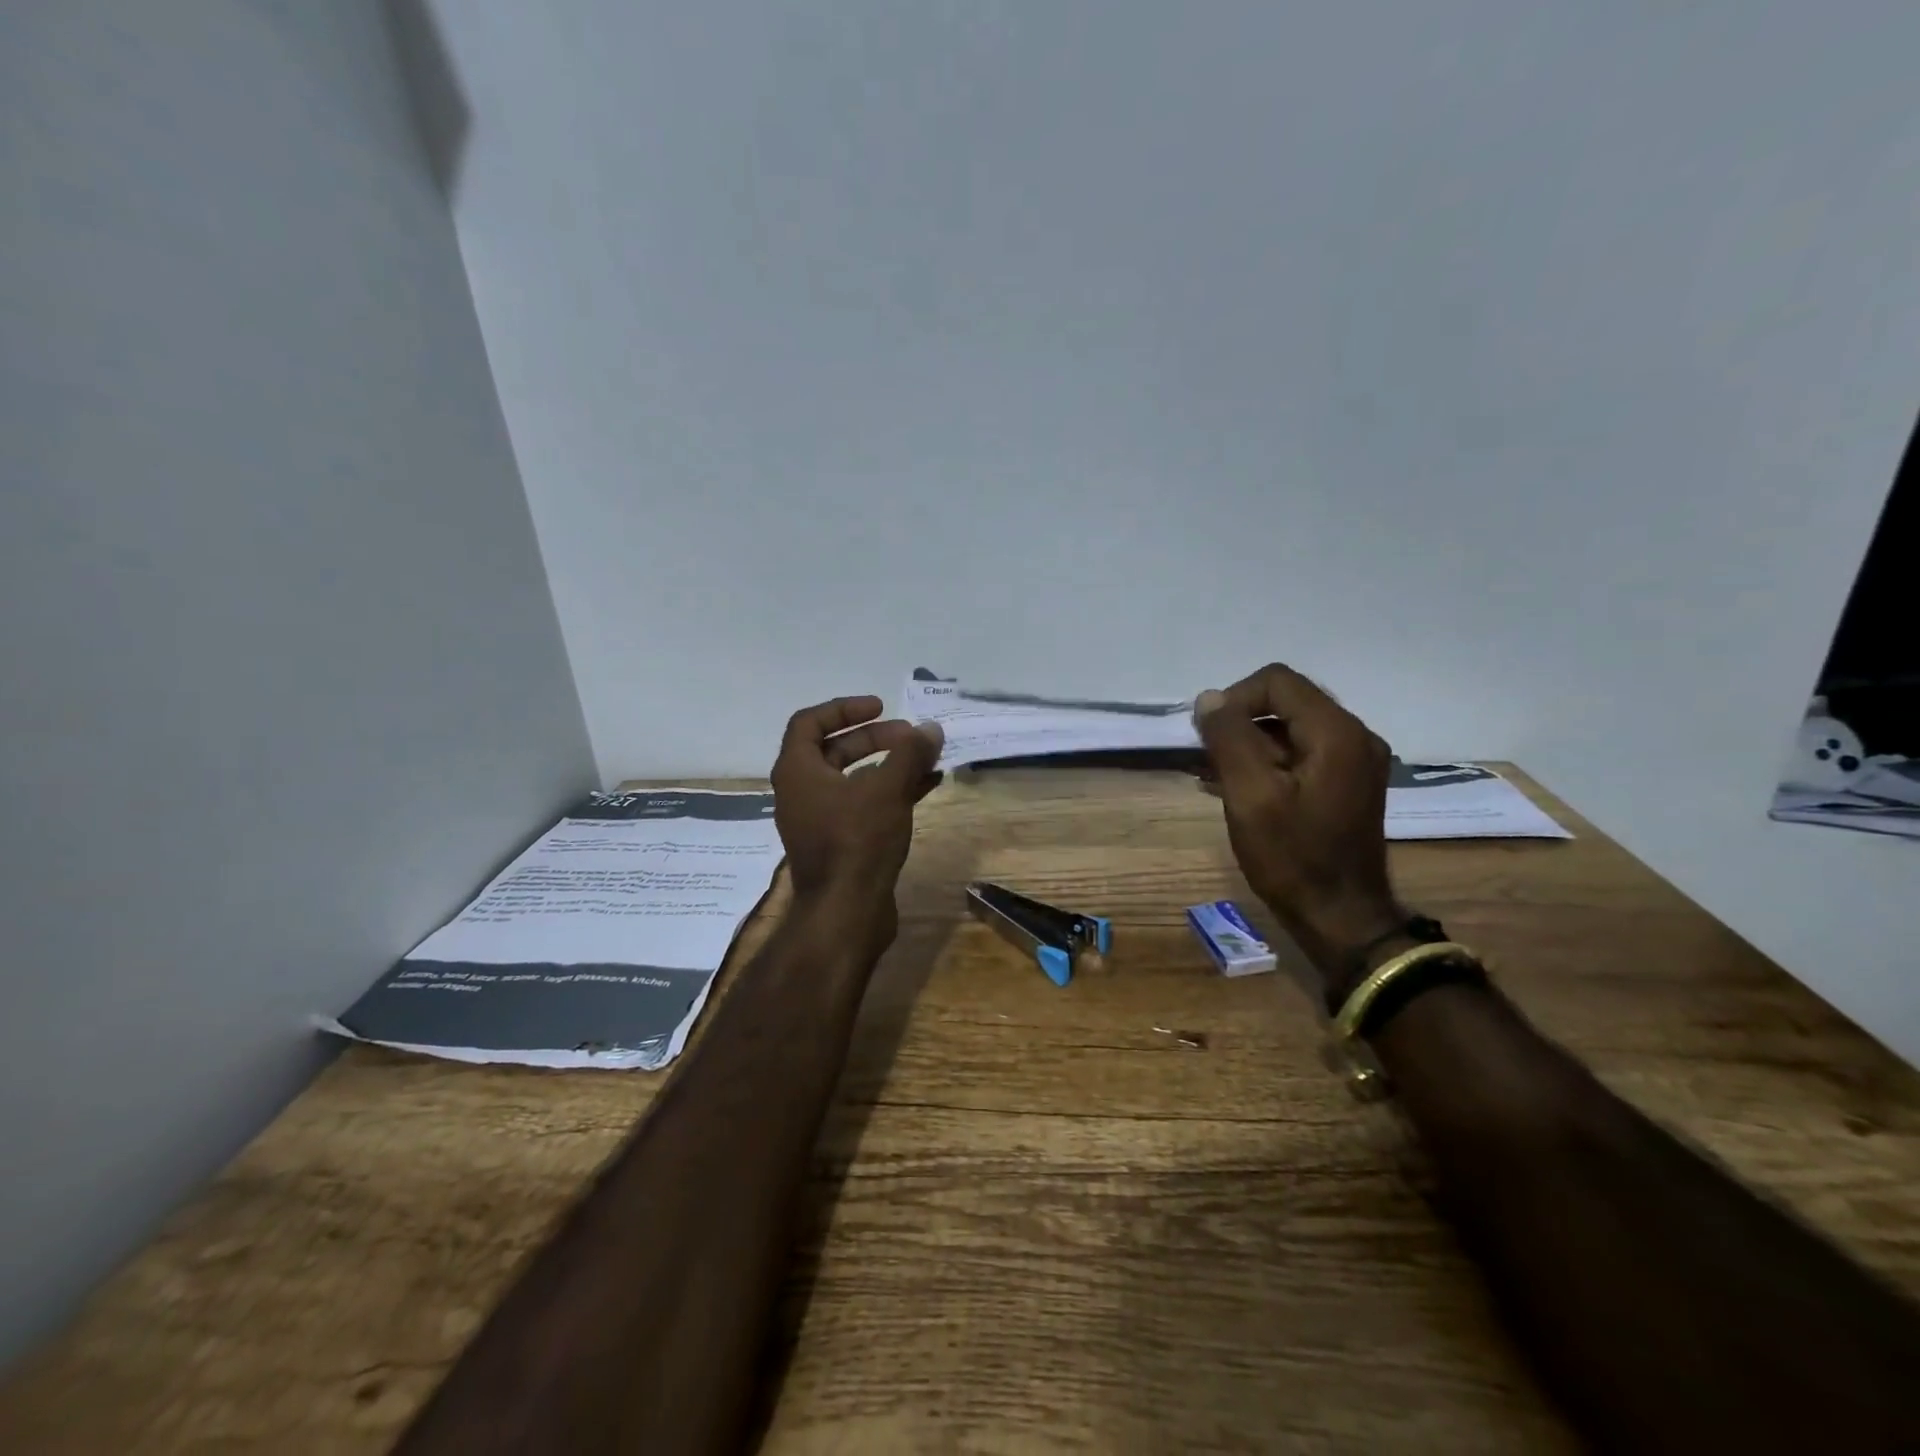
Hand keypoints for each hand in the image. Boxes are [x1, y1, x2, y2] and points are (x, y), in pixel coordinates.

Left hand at [769, 695, 944, 950]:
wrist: (847, 912)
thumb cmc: (858, 840)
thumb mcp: (887, 788)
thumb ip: (909, 753)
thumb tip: (930, 728)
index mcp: (798, 772)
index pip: (810, 722)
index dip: (844, 708)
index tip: (880, 707)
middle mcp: (801, 793)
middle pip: (834, 750)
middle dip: (874, 738)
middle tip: (910, 736)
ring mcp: (819, 821)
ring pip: (852, 780)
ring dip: (887, 765)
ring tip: (924, 759)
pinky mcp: (839, 844)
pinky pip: (863, 806)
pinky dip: (890, 792)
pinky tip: (927, 787)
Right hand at [1193, 665, 1401, 989]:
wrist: (1341, 918)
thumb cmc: (1292, 857)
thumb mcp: (1250, 795)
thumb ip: (1229, 738)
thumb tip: (1209, 699)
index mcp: (1337, 732)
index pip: (1277, 681)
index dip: (1234, 699)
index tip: (1209, 737)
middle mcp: (1354, 736)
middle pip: (1285, 701)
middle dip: (1240, 722)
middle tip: (1208, 759)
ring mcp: (1355, 761)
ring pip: (1290, 728)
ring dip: (1249, 744)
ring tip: (1214, 776)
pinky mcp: (1347, 783)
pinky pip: (1301, 753)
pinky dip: (1267, 761)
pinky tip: (1236, 787)